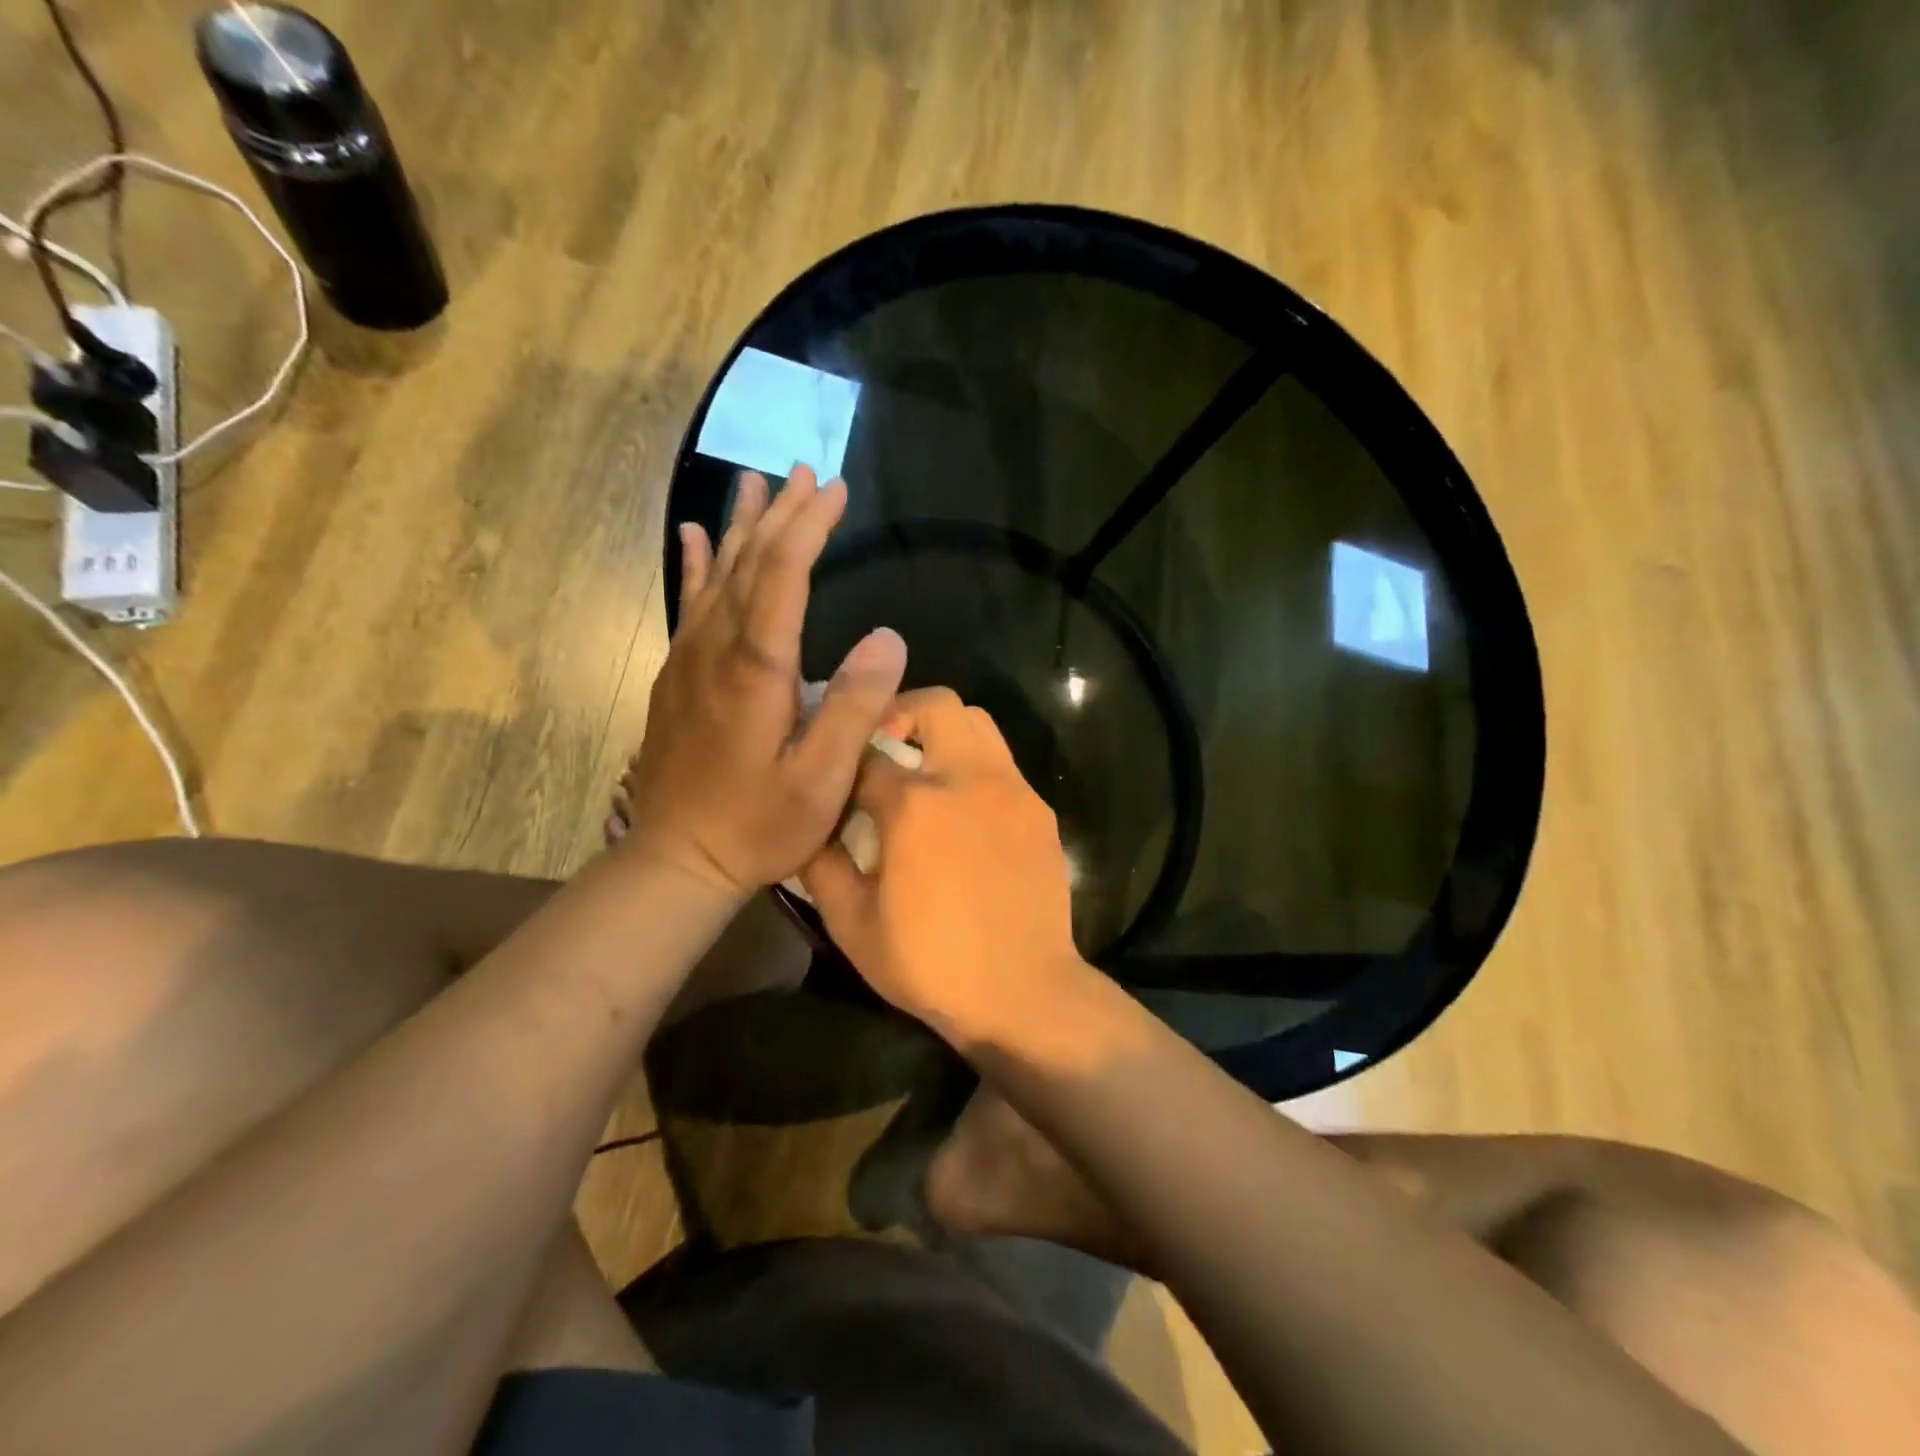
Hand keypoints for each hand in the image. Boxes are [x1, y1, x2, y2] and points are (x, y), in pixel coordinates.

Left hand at [623, 467, 906, 895]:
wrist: (676, 859)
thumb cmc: (759, 825)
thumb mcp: (821, 779)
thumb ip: (855, 707)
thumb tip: (888, 637)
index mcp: (756, 669)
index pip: (783, 576)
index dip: (809, 527)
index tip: (833, 488)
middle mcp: (716, 650)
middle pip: (748, 563)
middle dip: (780, 515)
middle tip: (805, 472)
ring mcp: (688, 660)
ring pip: (715, 575)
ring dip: (740, 526)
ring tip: (756, 482)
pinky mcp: (676, 677)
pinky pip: (688, 605)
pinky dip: (693, 564)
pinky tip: (692, 535)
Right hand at [800, 688, 1088, 1045]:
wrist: (1023, 993)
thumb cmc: (930, 963)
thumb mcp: (852, 924)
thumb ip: (821, 864)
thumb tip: (808, 827)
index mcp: (915, 805)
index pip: (868, 752)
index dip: (845, 760)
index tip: (837, 776)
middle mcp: (967, 779)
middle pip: (935, 705)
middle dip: (900, 713)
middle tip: (883, 748)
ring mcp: (1012, 790)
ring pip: (978, 722)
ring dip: (944, 731)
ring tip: (924, 772)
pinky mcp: (1040, 810)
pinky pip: (1003, 763)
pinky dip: (975, 767)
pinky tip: (964, 813)